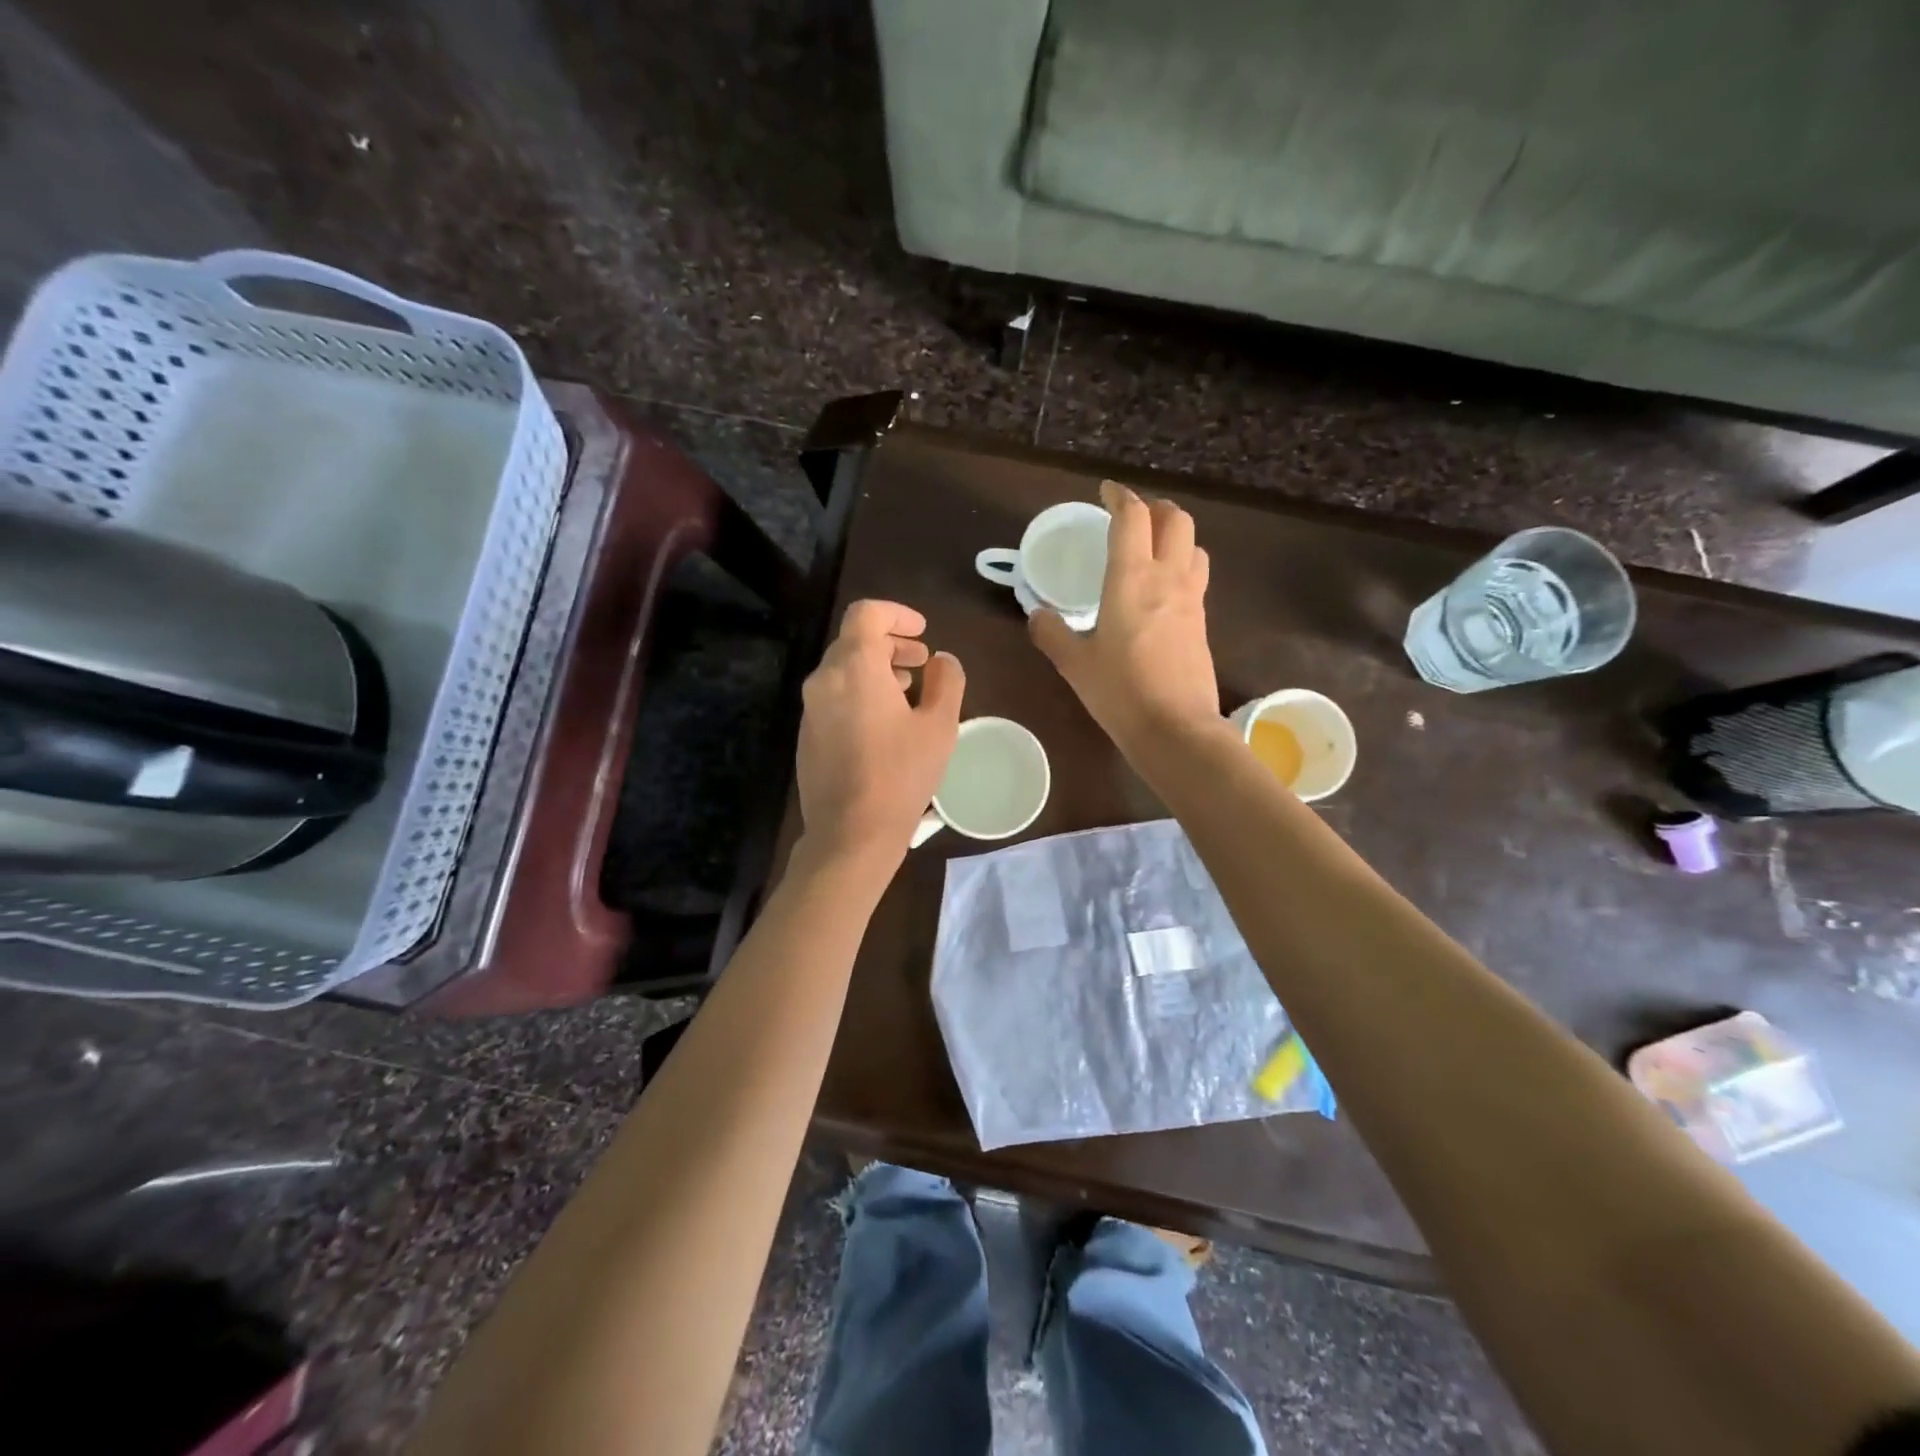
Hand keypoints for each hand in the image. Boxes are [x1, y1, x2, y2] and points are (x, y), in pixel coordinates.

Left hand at [796, 600, 964, 868]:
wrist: (850, 833)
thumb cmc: (901, 775)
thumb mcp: (939, 726)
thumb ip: (946, 681)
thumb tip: (942, 660)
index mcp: (855, 668)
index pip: (866, 613)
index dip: (897, 613)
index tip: (922, 631)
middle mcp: (824, 679)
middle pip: (853, 641)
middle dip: (890, 643)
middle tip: (921, 661)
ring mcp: (811, 709)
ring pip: (842, 669)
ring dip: (875, 668)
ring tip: (907, 690)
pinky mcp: (807, 735)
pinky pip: (834, 696)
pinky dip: (859, 692)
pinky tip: (884, 722)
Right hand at [1031, 480, 1219, 751]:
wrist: (1175, 729)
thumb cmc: (1120, 692)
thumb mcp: (1075, 664)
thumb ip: (1052, 634)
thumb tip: (1036, 615)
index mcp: (1131, 578)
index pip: (1132, 518)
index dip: (1120, 496)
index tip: (1106, 492)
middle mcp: (1167, 578)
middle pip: (1176, 520)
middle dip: (1155, 508)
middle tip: (1132, 517)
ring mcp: (1191, 600)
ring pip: (1194, 545)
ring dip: (1175, 535)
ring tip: (1152, 548)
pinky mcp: (1202, 623)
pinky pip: (1196, 577)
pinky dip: (1181, 566)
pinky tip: (1162, 590)